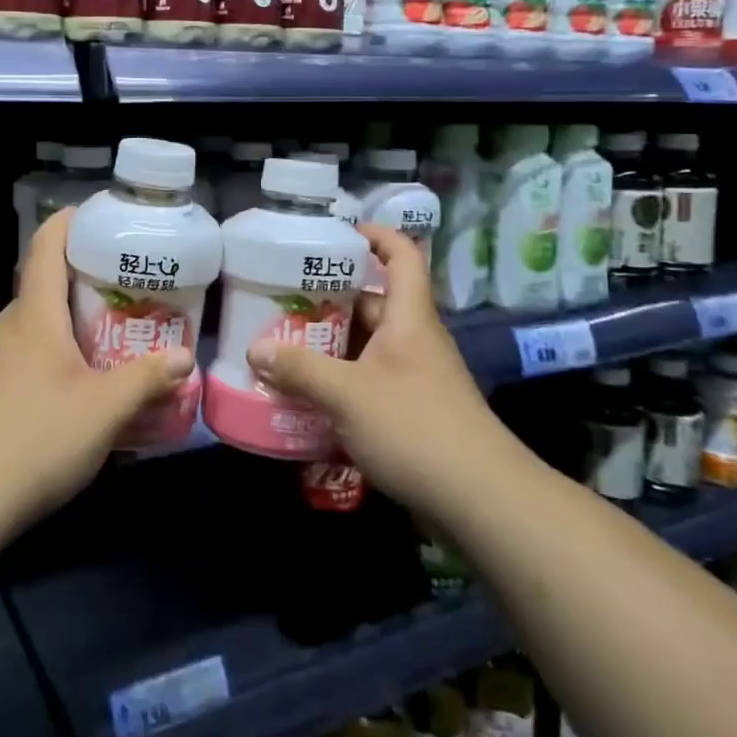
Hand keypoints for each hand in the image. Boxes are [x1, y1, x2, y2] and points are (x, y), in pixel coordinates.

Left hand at [0, 209, 193, 531]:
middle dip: (78, 289)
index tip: (95, 216)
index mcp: (33, 316)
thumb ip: (147, 378)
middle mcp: (1, 327)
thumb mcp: (105, 410)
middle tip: (119, 303)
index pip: (46, 247)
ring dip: (57, 333)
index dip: (68, 222)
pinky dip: (36, 365)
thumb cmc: (37, 438)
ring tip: (93, 356)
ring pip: (25, 331)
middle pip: (40, 291)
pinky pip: (8, 363)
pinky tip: (53, 404)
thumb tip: (185, 357)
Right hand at [245, 223, 516, 521]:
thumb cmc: (416, 428)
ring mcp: (414, 377)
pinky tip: (305, 397)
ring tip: (281, 348)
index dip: (374, 235)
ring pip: (365, 347)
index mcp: (408, 317)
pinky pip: (368, 383)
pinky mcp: (411, 412)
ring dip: (328, 347)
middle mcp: (413, 339)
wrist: (482, 502)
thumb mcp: (348, 394)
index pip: (400, 255)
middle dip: (327, 300)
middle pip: (371, 303)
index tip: (334, 234)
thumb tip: (255, 349)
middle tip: (281, 301)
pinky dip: (339, 383)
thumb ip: (300, 370)